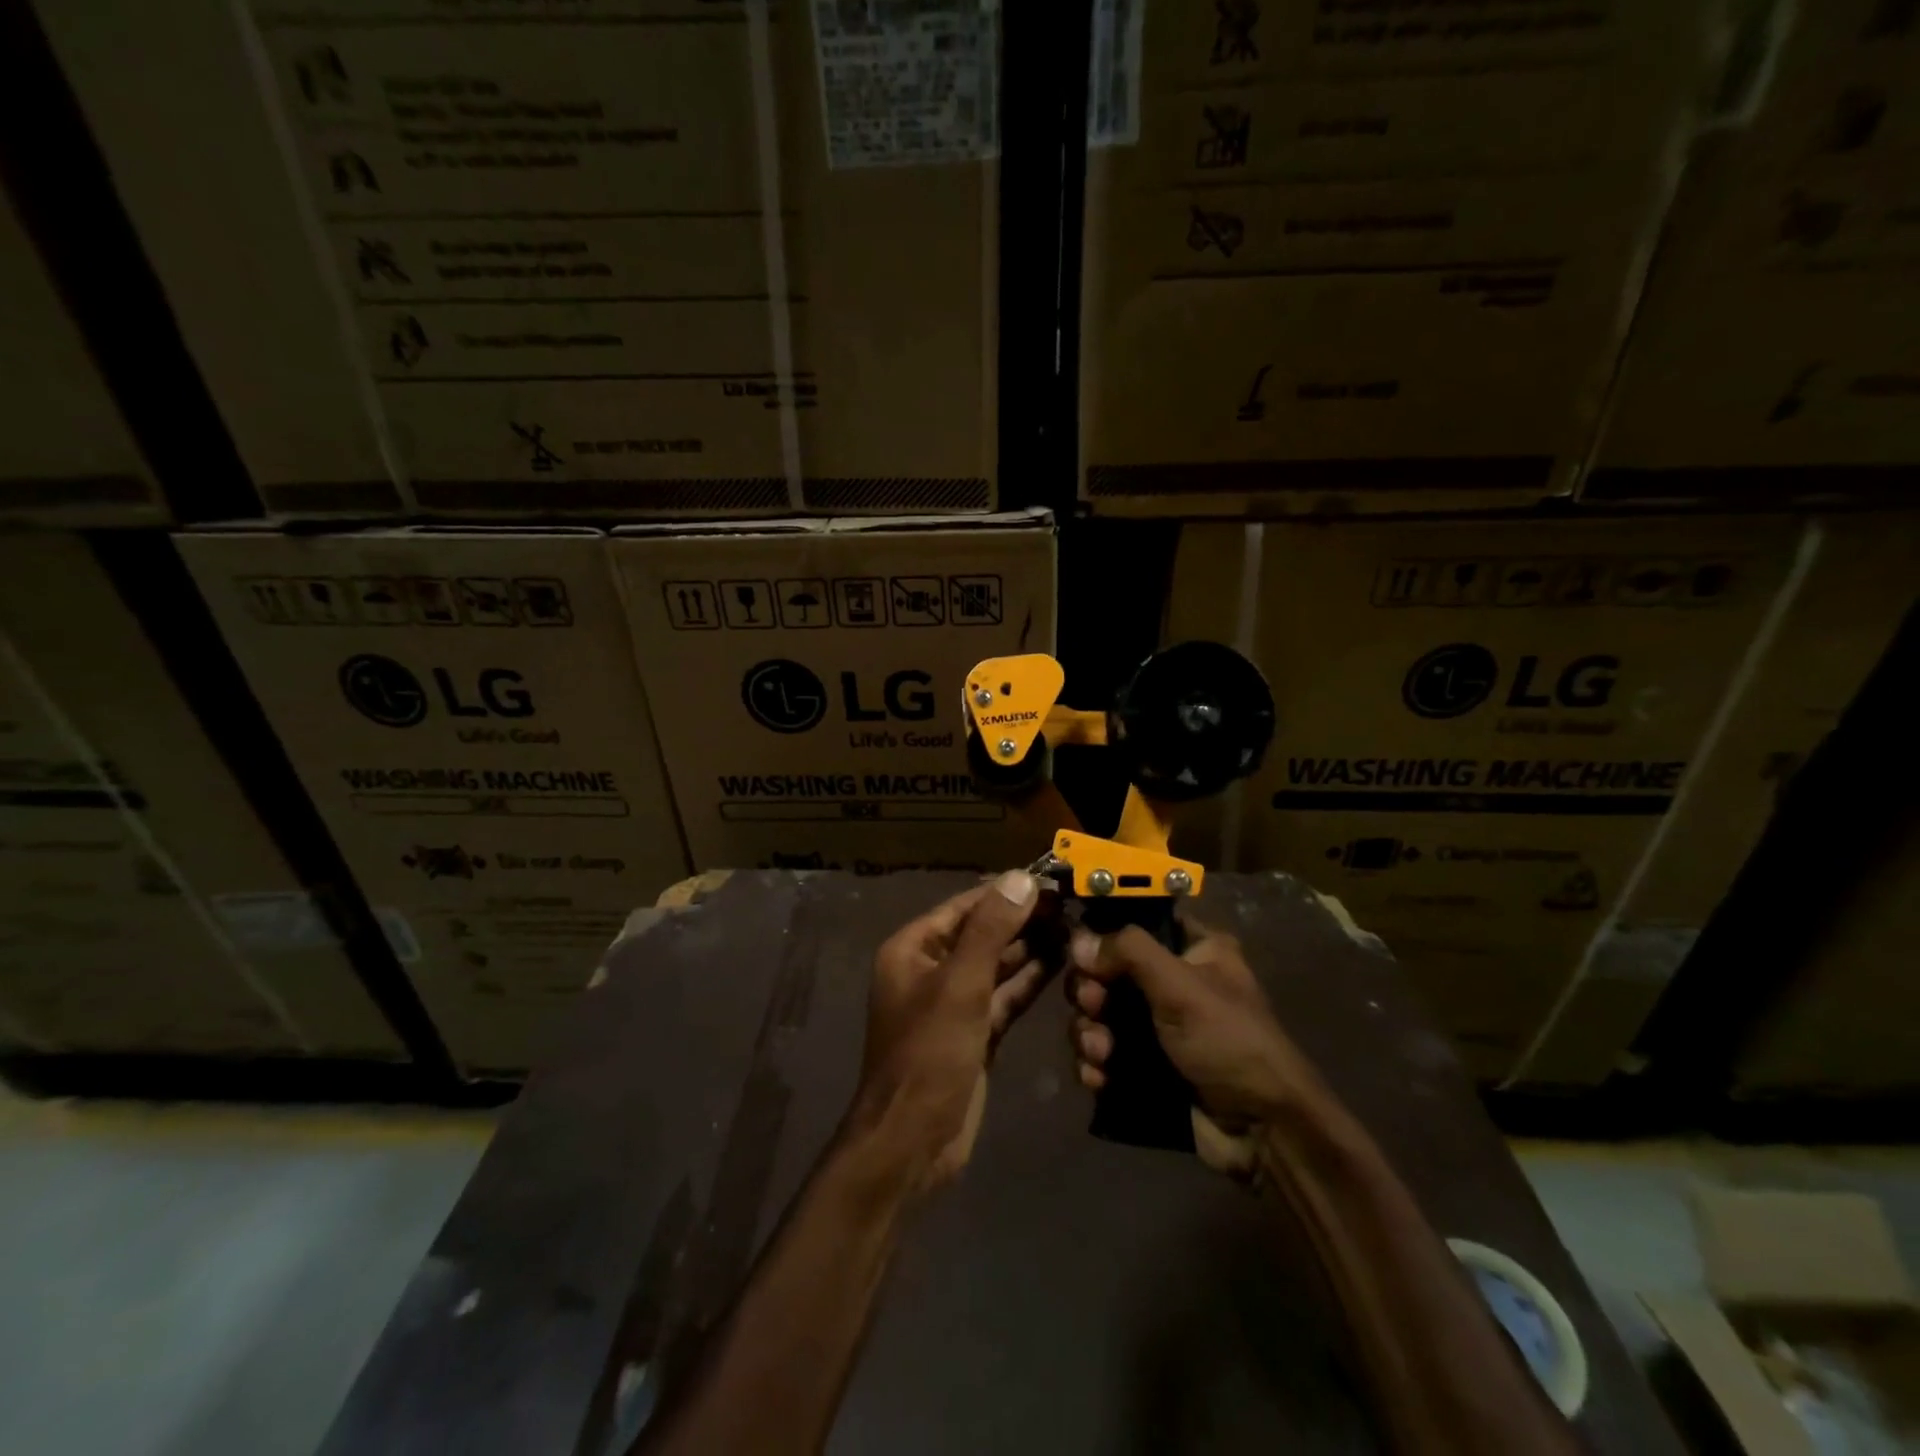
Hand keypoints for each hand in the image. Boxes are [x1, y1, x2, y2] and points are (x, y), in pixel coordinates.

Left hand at [847, 871, 1051, 1193]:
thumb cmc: (928, 1054)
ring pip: (997, 964)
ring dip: (1031, 947)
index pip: (966, 906)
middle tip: (1071, 903)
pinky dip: (1029, 980)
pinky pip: (1004, 995)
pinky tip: (1060, 964)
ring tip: (1073, 927)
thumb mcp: (960, 985)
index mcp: (914, 949)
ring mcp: (954, 1002)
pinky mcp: (975, 1031)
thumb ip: (991, 930)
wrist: (912, 1141)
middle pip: (983, 933)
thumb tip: (1021, 878)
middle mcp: (931, 969)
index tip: (1050, 877)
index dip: (1007, 891)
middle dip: (1023, 918)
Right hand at [1066, 922, 1332, 1178]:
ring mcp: (1155, 1026)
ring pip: (1098, 1015)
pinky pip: (1102, 1054)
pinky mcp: (1143, 1066)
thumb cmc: (1229, 1041)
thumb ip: (1129, 953)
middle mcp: (1171, 981)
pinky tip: (1098, 1078)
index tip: (1084, 955)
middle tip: (1093, 1006)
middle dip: (1090, 993)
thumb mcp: (1182, 986)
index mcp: (1192, 949)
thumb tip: (1077, 941)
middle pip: (1106, 971)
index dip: (1103, 935)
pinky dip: (1094, 1064)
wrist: (1262, 1131)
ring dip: (1088, 1033)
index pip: (1136, 924)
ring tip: (1100, 1054)